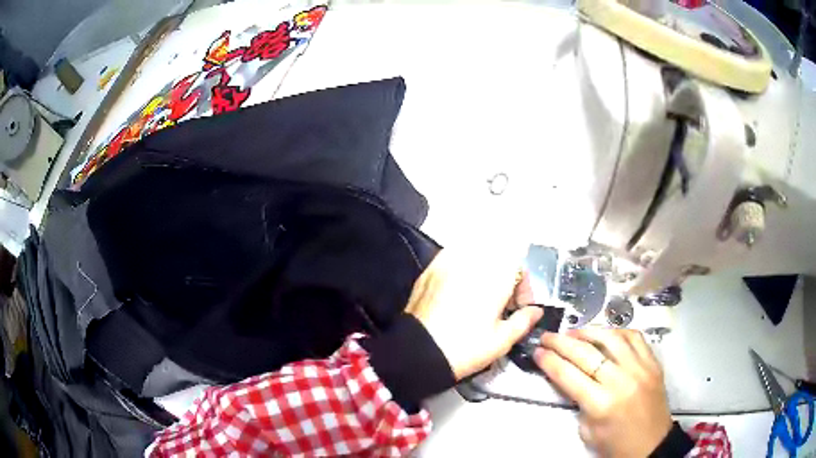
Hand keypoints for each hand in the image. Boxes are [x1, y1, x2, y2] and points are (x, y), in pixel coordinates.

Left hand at [405, 249, 541, 379]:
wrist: (417, 352)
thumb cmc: (464, 348)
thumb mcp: (500, 341)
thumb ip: (523, 321)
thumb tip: (536, 311)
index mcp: (494, 278)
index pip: (518, 265)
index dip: (523, 286)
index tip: (518, 307)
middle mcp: (472, 262)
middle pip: (499, 256)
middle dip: (506, 276)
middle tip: (501, 303)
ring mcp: (447, 263)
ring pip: (475, 252)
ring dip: (485, 268)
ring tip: (481, 295)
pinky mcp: (430, 269)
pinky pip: (453, 256)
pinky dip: (463, 265)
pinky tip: (460, 287)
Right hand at [535, 329, 672, 457]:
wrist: (651, 444)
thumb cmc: (615, 444)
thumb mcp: (587, 430)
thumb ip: (579, 402)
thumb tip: (570, 377)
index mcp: (601, 404)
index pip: (568, 375)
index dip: (549, 361)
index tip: (537, 351)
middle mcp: (621, 381)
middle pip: (586, 353)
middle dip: (561, 342)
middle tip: (547, 336)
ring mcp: (640, 368)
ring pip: (611, 338)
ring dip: (588, 331)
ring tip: (574, 332)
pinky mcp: (653, 363)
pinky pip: (635, 337)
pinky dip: (617, 332)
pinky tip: (606, 334)